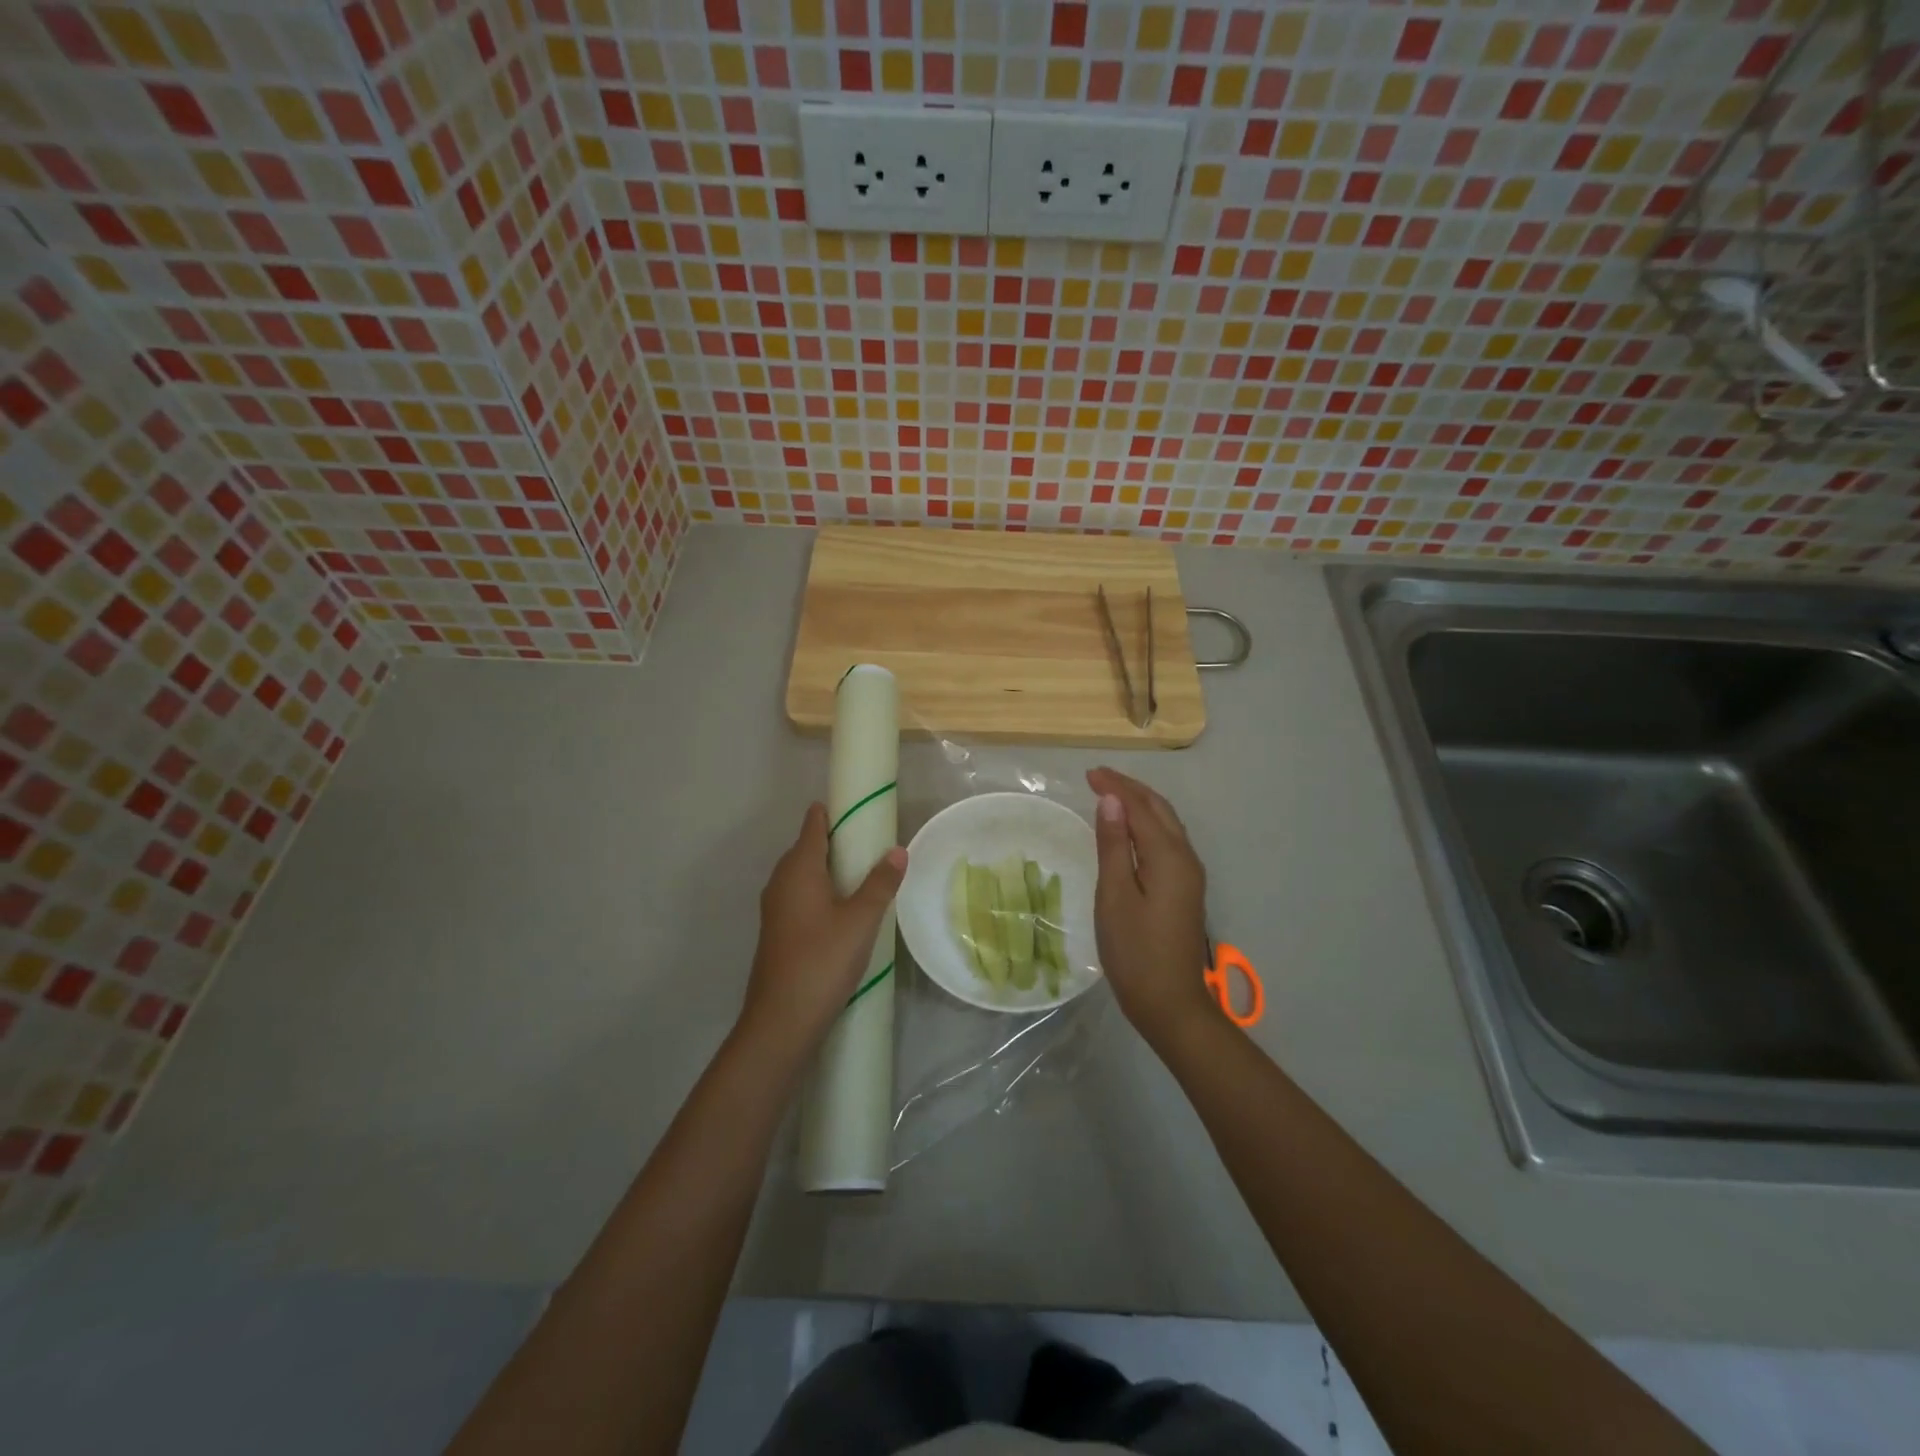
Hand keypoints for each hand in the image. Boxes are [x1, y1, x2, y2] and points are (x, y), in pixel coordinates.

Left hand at [737, 803, 906, 1064]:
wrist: (781, 1020)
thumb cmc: (822, 960)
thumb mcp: (861, 920)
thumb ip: (880, 883)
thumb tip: (898, 850)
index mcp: (798, 869)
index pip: (813, 825)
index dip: (833, 812)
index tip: (858, 807)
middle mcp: (781, 881)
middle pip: (806, 847)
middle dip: (835, 840)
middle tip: (871, 841)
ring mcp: (776, 908)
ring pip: (803, 875)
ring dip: (828, 868)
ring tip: (863, 873)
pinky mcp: (778, 931)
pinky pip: (800, 896)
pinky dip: (821, 891)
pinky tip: (842, 908)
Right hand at [1087, 767, 1215, 1048]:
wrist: (1171, 1003)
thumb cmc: (1135, 951)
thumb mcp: (1115, 896)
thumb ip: (1112, 845)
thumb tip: (1110, 801)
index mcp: (1168, 857)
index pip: (1140, 807)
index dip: (1115, 787)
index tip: (1088, 773)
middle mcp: (1185, 858)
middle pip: (1159, 810)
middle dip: (1130, 789)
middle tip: (1097, 778)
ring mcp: (1189, 875)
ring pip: (1166, 824)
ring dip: (1140, 804)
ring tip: (1110, 795)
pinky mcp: (1185, 889)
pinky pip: (1167, 841)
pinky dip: (1147, 824)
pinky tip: (1129, 830)